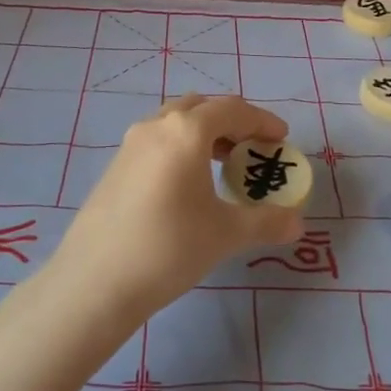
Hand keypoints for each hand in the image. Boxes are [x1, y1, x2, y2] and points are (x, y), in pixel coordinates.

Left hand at [52, 94, 303, 314]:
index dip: (262, 121)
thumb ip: (266, 222)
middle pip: (202, 107)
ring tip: (223, 164)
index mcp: (186, 131)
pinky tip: (188, 184)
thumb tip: (297, 223)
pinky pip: (157, 141)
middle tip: (253, 149)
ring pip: (175, 122)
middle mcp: (156, 126)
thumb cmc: (169, 248)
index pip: (233, 109)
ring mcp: (130, 144)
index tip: (281, 140)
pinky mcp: (115, 166)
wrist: (94, 282)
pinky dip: (181, 148)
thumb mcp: (225, 234)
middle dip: (232, 122)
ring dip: (204, 133)